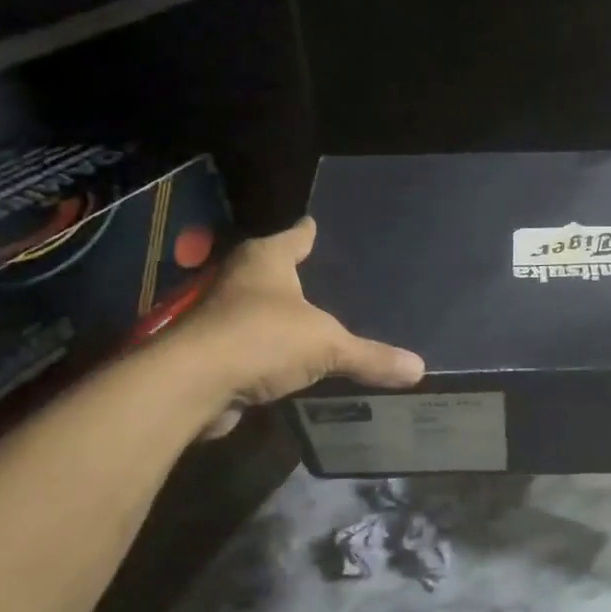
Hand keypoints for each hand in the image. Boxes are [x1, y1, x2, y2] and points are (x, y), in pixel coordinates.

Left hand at [176, 218, 423, 435]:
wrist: (191, 384)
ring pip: (258, 307)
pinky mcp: (210, 351)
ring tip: (315, 321)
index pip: (296, 236)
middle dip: (297, 275)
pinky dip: (268, 350)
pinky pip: (250, 344)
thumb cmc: (262, 338)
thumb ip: (371, 356)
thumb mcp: (327, 345)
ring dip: (279, 315)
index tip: (319, 227)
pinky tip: (291, 362)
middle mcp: (239, 278)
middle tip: (331, 278)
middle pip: (273, 269)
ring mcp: (219, 315)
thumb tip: (419, 368)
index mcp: (266, 259)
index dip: (310, 233)